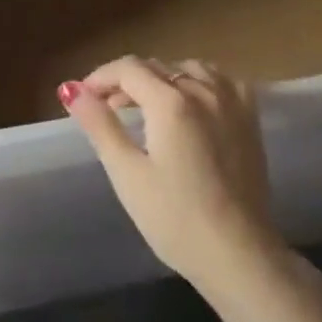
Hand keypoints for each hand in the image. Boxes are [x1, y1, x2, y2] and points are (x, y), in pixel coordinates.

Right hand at [62, 56, 289, 299]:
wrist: (238, 254)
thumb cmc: (175, 219)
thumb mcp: (127, 174)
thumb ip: (100, 125)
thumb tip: (70, 90)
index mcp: (171, 101)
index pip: (128, 69)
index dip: (100, 77)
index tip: (82, 97)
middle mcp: (204, 89)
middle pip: (157, 67)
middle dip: (126, 81)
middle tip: (106, 109)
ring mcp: (232, 101)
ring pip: (188, 69)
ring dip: (161, 79)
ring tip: (145, 107)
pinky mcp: (250, 118)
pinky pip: (220, 80)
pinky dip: (198, 82)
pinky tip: (191, 103)